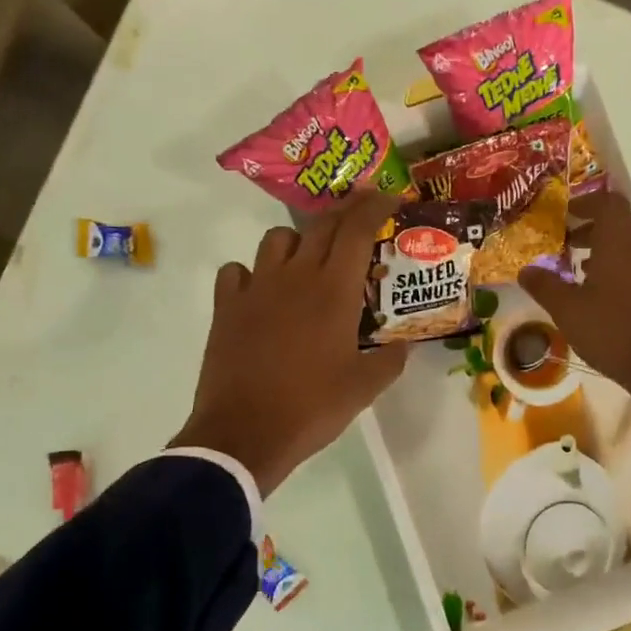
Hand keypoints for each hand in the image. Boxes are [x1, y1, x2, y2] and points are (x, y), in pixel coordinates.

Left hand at [172, 193, 406, 495]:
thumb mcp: (364, 388)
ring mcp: (256, 288)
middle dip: (345, 213)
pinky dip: (252, 273)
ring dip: (298, 241)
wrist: (244, 433)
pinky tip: (261, 293)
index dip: (375, 206)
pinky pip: (237, 271)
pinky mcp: (226, 306)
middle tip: (360, 219)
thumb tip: (403, 346)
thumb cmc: (311, 407)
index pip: (357, 229)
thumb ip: (390, 361)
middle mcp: (295, 276)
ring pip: (277, 239)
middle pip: (321, 225)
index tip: (390, 197)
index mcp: (334, 291)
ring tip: (308, 261)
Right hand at [520, 190, 630, 427]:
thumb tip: (526, 270)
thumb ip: (545, 286)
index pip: (608, 202)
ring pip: (627, 247)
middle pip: (617, 224)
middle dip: (589, 228)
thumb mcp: (568, 310)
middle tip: (563, 241)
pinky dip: (614, 270)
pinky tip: (596, 296)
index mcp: (620, 241)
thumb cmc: (614, 330)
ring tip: (575, 269)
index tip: (564, 213)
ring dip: (602, 250)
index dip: (586, 202)